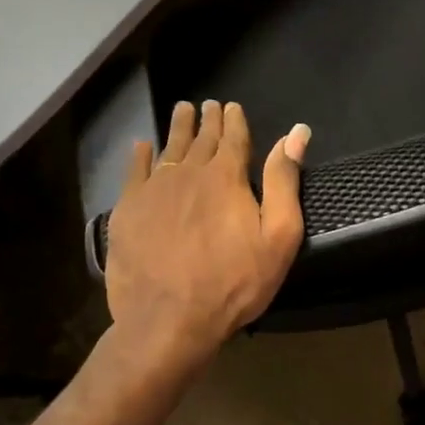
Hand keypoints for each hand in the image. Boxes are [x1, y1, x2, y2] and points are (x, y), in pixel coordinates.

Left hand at [105, 100, 308, 370]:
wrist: (168, 319)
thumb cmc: (233, 282)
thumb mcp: (278, 237)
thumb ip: (284, 182)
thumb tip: (297, 133)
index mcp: (226, 177)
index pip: (233, 137)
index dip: (234, 120)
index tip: (231, 106)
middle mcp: (188, 172)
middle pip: (201, 138)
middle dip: (207, 120)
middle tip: (208, 105)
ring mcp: (153, 189)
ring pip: (168, 148)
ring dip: (177, 128)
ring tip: (181, 111)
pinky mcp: (127, 210)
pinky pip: (134, 171)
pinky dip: (140, 155)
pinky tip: (142, 146)